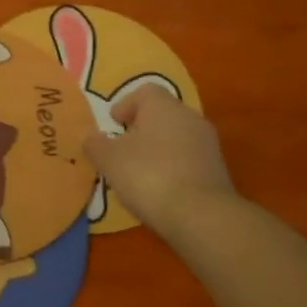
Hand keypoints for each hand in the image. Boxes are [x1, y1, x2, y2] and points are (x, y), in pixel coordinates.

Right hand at [83, 85, 236, 234]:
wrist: (201, 215)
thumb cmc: (148, 176)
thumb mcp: (109, 160)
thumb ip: (95, 144)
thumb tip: (89, 136)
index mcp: (164, 106)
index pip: (145, 92)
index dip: (126, 105)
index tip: (113, 125)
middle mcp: (190, 117)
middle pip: (162, 114)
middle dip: (141, 129)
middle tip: (122, 150)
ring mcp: (208, 144)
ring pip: (176, 138)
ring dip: (158, 150)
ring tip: (139, 174)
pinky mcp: (218, 170)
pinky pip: (188, 160)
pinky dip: (173, 168)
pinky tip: (161, 190)